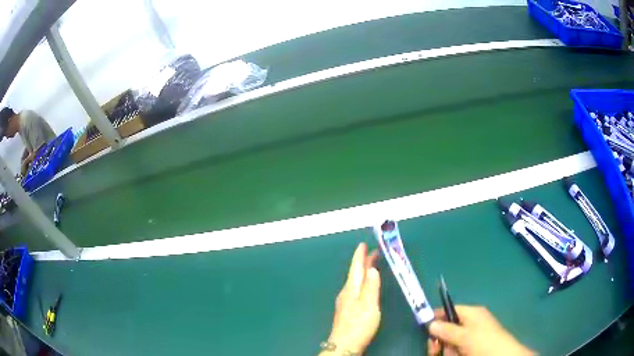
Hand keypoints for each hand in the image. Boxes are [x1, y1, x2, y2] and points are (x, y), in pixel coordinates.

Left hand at [321, 243, 380, 354]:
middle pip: (355, 274)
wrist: (345, 344)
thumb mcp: (369, 304)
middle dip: (363, 262)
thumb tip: (372, 268)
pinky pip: (356, 289)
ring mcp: (345, 302)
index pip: (355, 268)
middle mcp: (346, 292)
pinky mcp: (347, 310)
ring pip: (355, 281)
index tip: (363, 244)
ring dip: (364, 272)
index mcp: (351, 288)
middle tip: (374, 252)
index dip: (359, 256)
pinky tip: (365, 286)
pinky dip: (362, 282)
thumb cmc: (359, 324)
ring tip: (372, 266)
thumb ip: (371, 286)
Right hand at [427, 305, 533, 355]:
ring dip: (446, 349)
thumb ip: (446, 329)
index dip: (436, 318)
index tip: (425, 330)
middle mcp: (471, 322)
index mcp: (471, 313)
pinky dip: (453, 353)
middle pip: (447, 327)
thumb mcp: (464, 336)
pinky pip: (457, 347)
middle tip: (435, 350)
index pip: (449, 310)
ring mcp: (472, 335)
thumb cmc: (483, 342)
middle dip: (439, 339)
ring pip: (450, 341)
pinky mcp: (473, 346)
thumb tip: (430, 323)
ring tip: (452, 355)